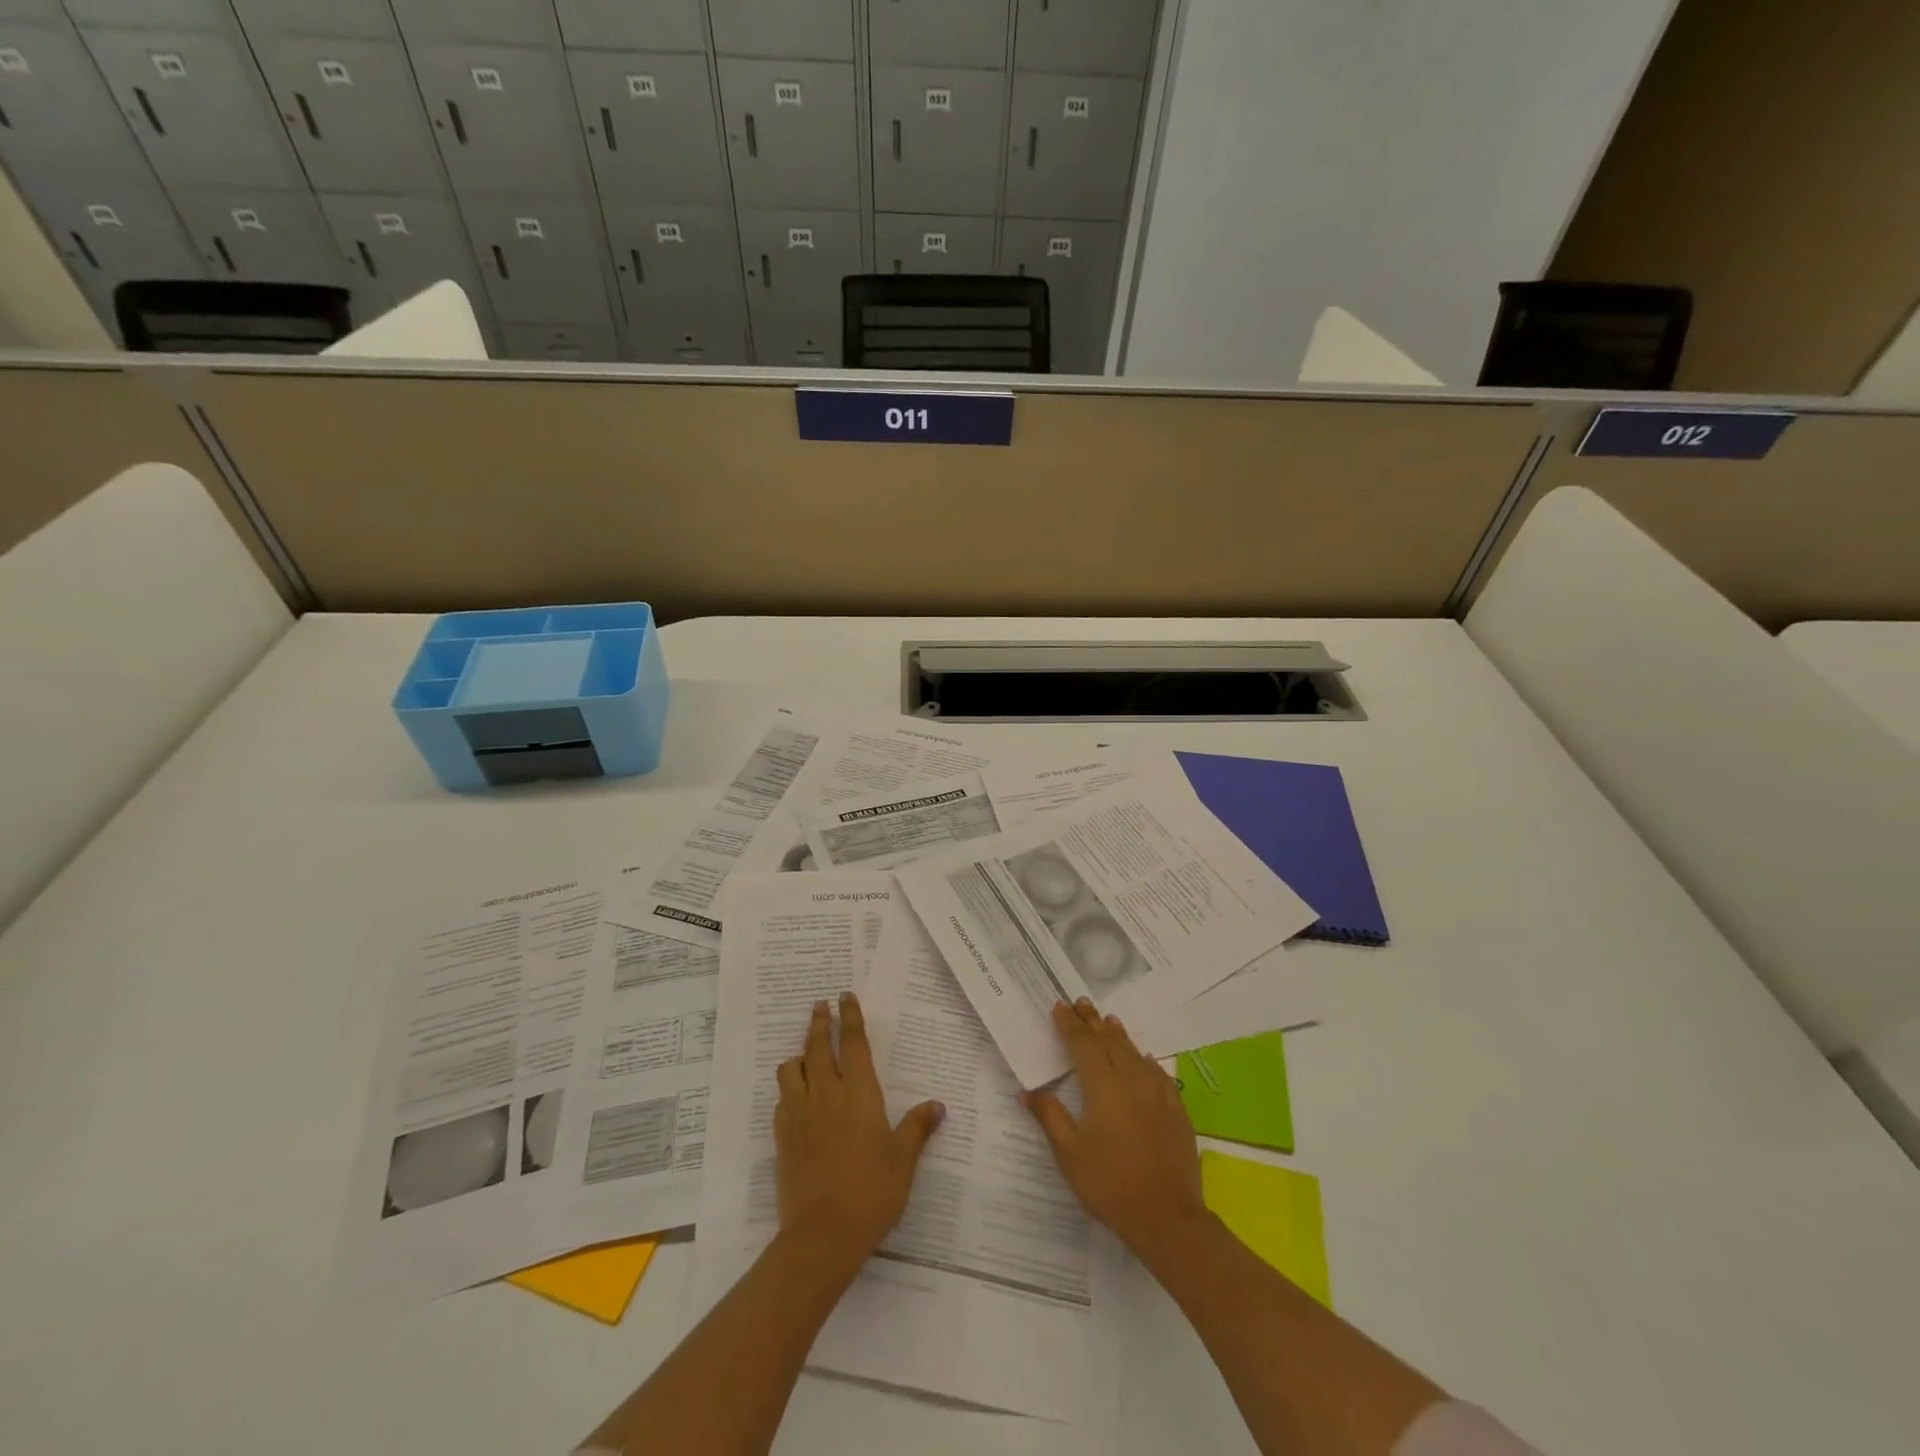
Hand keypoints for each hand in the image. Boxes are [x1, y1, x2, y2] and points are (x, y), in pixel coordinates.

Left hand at [774, 992, 944, 1265]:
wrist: (822, 1235)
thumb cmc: (872, 1191)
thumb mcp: (903, 1159)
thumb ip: (917, 1127)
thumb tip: (937, 1105)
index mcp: (858, 1093)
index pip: (852, 1043)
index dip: (849, 1017)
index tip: (844, 996)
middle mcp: (826, 1094)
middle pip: (816, 1047)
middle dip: (819, 1023)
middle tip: (820, 1005)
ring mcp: (799, 1114)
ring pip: (791, 1069)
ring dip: (799, 1054)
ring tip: (805, 1053)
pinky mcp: (782, 1138)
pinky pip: (781, 1100)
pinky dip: (788, 1088)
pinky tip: (795, 1096)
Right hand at [1024, 999, 1208, 1263]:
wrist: (1167, 1217)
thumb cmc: (1110, 1184)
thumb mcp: (1069, 1153)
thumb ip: (1049, 1116)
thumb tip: (1027, 1090)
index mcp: (1103, 1086)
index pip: (1083, 1044)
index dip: (1070, 1024)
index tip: (1059, 1007)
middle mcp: (1132, 1079)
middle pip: (1109, 1040)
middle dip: (1092, 1021)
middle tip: (1081, 1003)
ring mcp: (1158, 1092)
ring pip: (1134, 1052)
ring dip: (1117, 1035)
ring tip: (1108, 1020)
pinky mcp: (1176, 1108)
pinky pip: (1157, 1072)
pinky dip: (1143, 1059)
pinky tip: (1143, 1058)